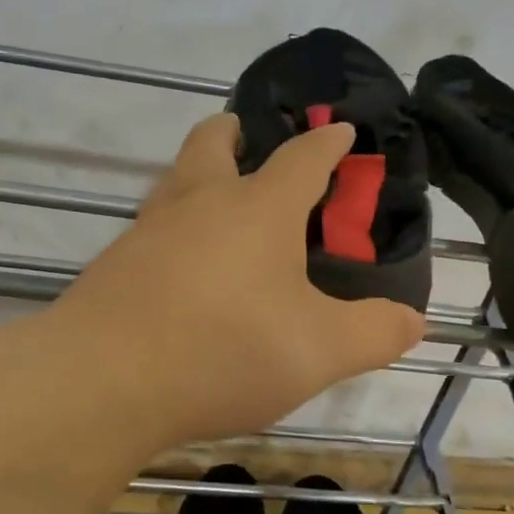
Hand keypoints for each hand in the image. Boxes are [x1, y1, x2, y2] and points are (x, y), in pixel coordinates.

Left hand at [56, 113, 425, 449]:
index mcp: (258, 209)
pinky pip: (152, 228)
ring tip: (219, 202)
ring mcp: (148, 230)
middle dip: (236, 133)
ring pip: (176, 181)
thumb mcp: (319, 351)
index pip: (303, 158)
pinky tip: (182, 268)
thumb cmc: (223, 350)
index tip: (341, 132)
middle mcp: (200, 203)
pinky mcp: (113, 264)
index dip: (328, 143)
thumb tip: (413, 320)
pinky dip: (175, 229)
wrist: (100, 381)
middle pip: (214, 143)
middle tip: (248, 137)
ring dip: (199, 174)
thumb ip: (374, 333)